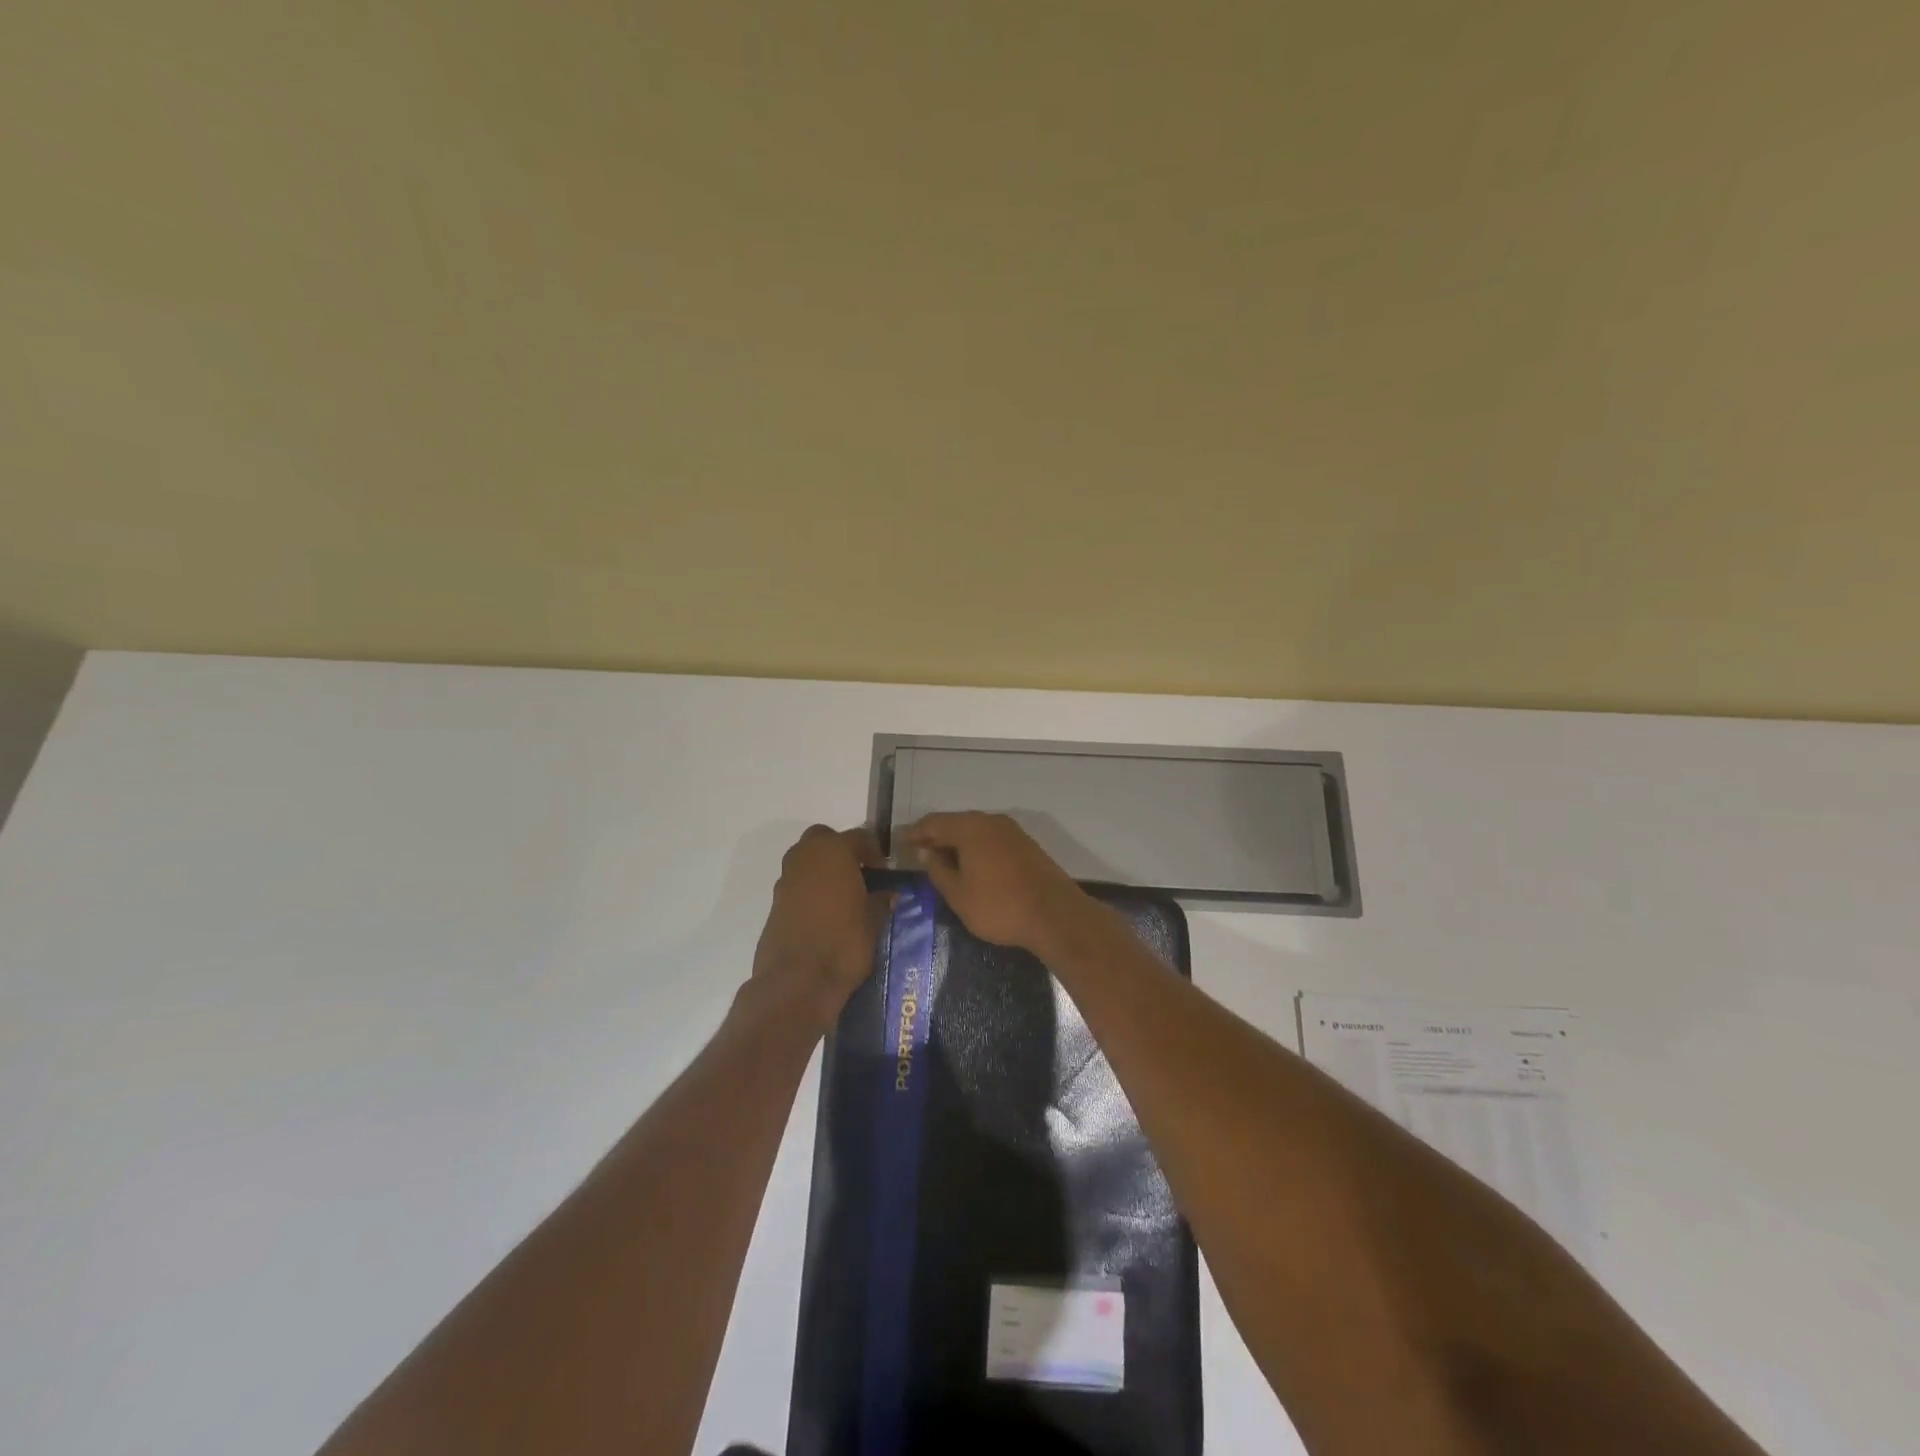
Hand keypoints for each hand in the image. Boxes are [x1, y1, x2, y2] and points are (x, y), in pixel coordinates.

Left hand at [752, 825, 888, 1026]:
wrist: (797, 982)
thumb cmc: (844, 944)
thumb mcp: (874, 921)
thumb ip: (881, 901)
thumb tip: (886, 893)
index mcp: (834, 852)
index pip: (859, 836)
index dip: (874, 852)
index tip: (884, 871)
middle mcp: (805, 857)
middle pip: (824, 838)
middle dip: (840, 850)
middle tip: (859, 875)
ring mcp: (786, 879)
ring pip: (806, 859)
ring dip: (823, 869)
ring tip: (842, 896)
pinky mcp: (774, 903)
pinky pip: (796, 884)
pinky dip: (809, 889)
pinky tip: (824, 914)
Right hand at [902, 812, 1093, 954]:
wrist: (1055, 915)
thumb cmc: (999, 906)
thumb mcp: (958, 894)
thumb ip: (938, 870)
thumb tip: (925, 852)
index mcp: (970, 828)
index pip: (934, 822)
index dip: (915, 833)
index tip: (901, 844)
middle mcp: (991, 821)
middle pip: (956, 823)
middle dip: (936, 837)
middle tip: (919, 854)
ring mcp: (1012, 832)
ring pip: (975, 831)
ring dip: (957, 843)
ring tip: (943, 862)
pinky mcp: (1026, 845)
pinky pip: (992, 840)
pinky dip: (976, 849)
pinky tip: (972, 866)